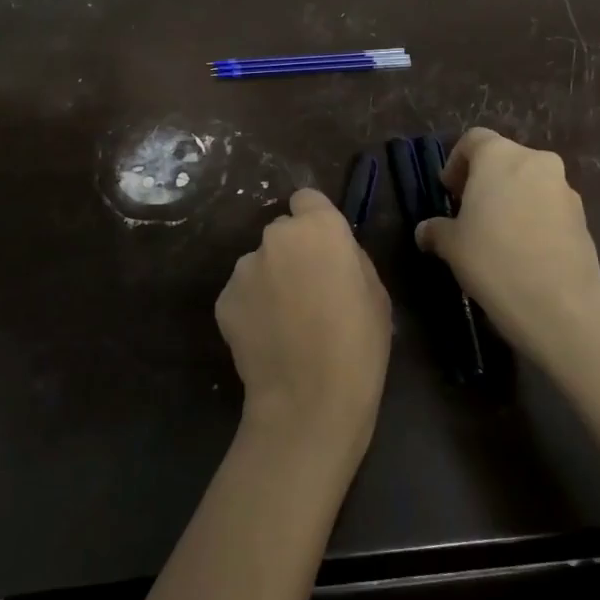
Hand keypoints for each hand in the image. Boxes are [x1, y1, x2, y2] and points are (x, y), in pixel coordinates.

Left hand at [216, 189, 391, 470]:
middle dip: (293, 253)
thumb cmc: (358, 345)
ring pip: (260, 263)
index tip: (325, 250)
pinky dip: (252, 307)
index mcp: (319, 228)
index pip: (307, 199)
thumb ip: (350, 258)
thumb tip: (332, 254)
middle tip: (309, 291)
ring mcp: (244, 267)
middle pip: (282, 233)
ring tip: (286, 322)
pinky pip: (242, 293)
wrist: (309, 400)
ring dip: (270, 280)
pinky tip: (267, 338)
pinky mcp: (223, 299)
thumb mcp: (376, 293)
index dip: (316, 221)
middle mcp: (276, 237)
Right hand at [415, 129, 599, 368]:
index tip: (449, 192)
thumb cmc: (492, 259)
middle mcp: (535, 161)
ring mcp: (564, 188)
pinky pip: (549, 207)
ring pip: (530, 183)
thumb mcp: (451, 245)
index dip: (456, 163)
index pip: (473, 141)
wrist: (558, 302)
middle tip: (470, 213)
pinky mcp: (582, 216)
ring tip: (497, 235)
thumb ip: (436, 230)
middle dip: (485, 181)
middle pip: (505, 160)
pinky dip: (534, 218)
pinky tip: (522, 251)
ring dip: (512, 199)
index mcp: (499, 156)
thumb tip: (425, 231)